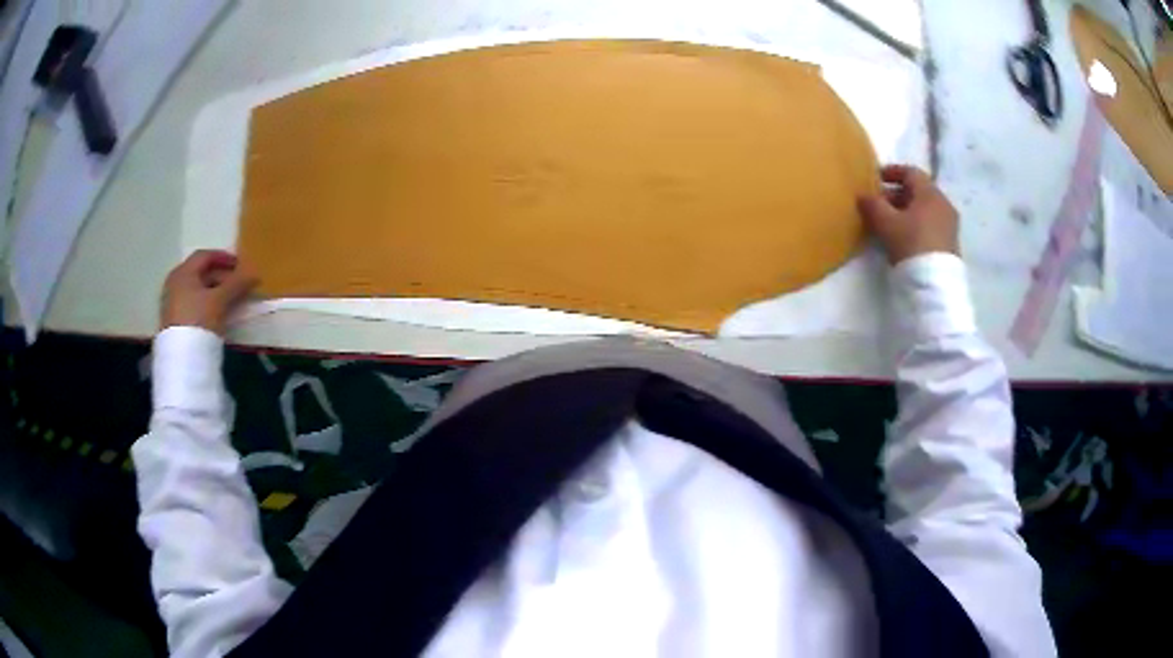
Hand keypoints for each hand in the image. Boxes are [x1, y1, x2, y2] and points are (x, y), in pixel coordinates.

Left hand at [160, 250, 257, 334]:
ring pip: (197, 290)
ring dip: (215, 292)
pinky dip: (206, 304)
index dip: (224, 257)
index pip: (205, 256)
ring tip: (230, 301)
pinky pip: (193, 304)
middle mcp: (175, 283)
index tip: (240, 266)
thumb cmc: (199, 320)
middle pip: (200, 273)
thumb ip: (237, 284)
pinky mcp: (174, 321)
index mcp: (183, 272)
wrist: (182, 359)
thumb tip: (254, 273)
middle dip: (221, 277)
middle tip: (238, 285)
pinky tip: (216, 315)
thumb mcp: (220, 300)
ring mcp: (172, 303)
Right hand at [857, 165, 958, 264]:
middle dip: (897, 195)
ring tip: (890, 223)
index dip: (892, 172)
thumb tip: (863, 195)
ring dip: (907, 211)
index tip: (876, 178)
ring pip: (925, 209)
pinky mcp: (950, 243)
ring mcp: (949, 225)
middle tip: (879, 204)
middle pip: (918, 191)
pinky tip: (905, 238)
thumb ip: (873, 205)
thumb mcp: (886, 223)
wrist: (935, 284)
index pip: (910, 172)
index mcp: (930, 193)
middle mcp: (943, 204)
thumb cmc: (911, 244)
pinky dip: (917, 224)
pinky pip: (931, 224)